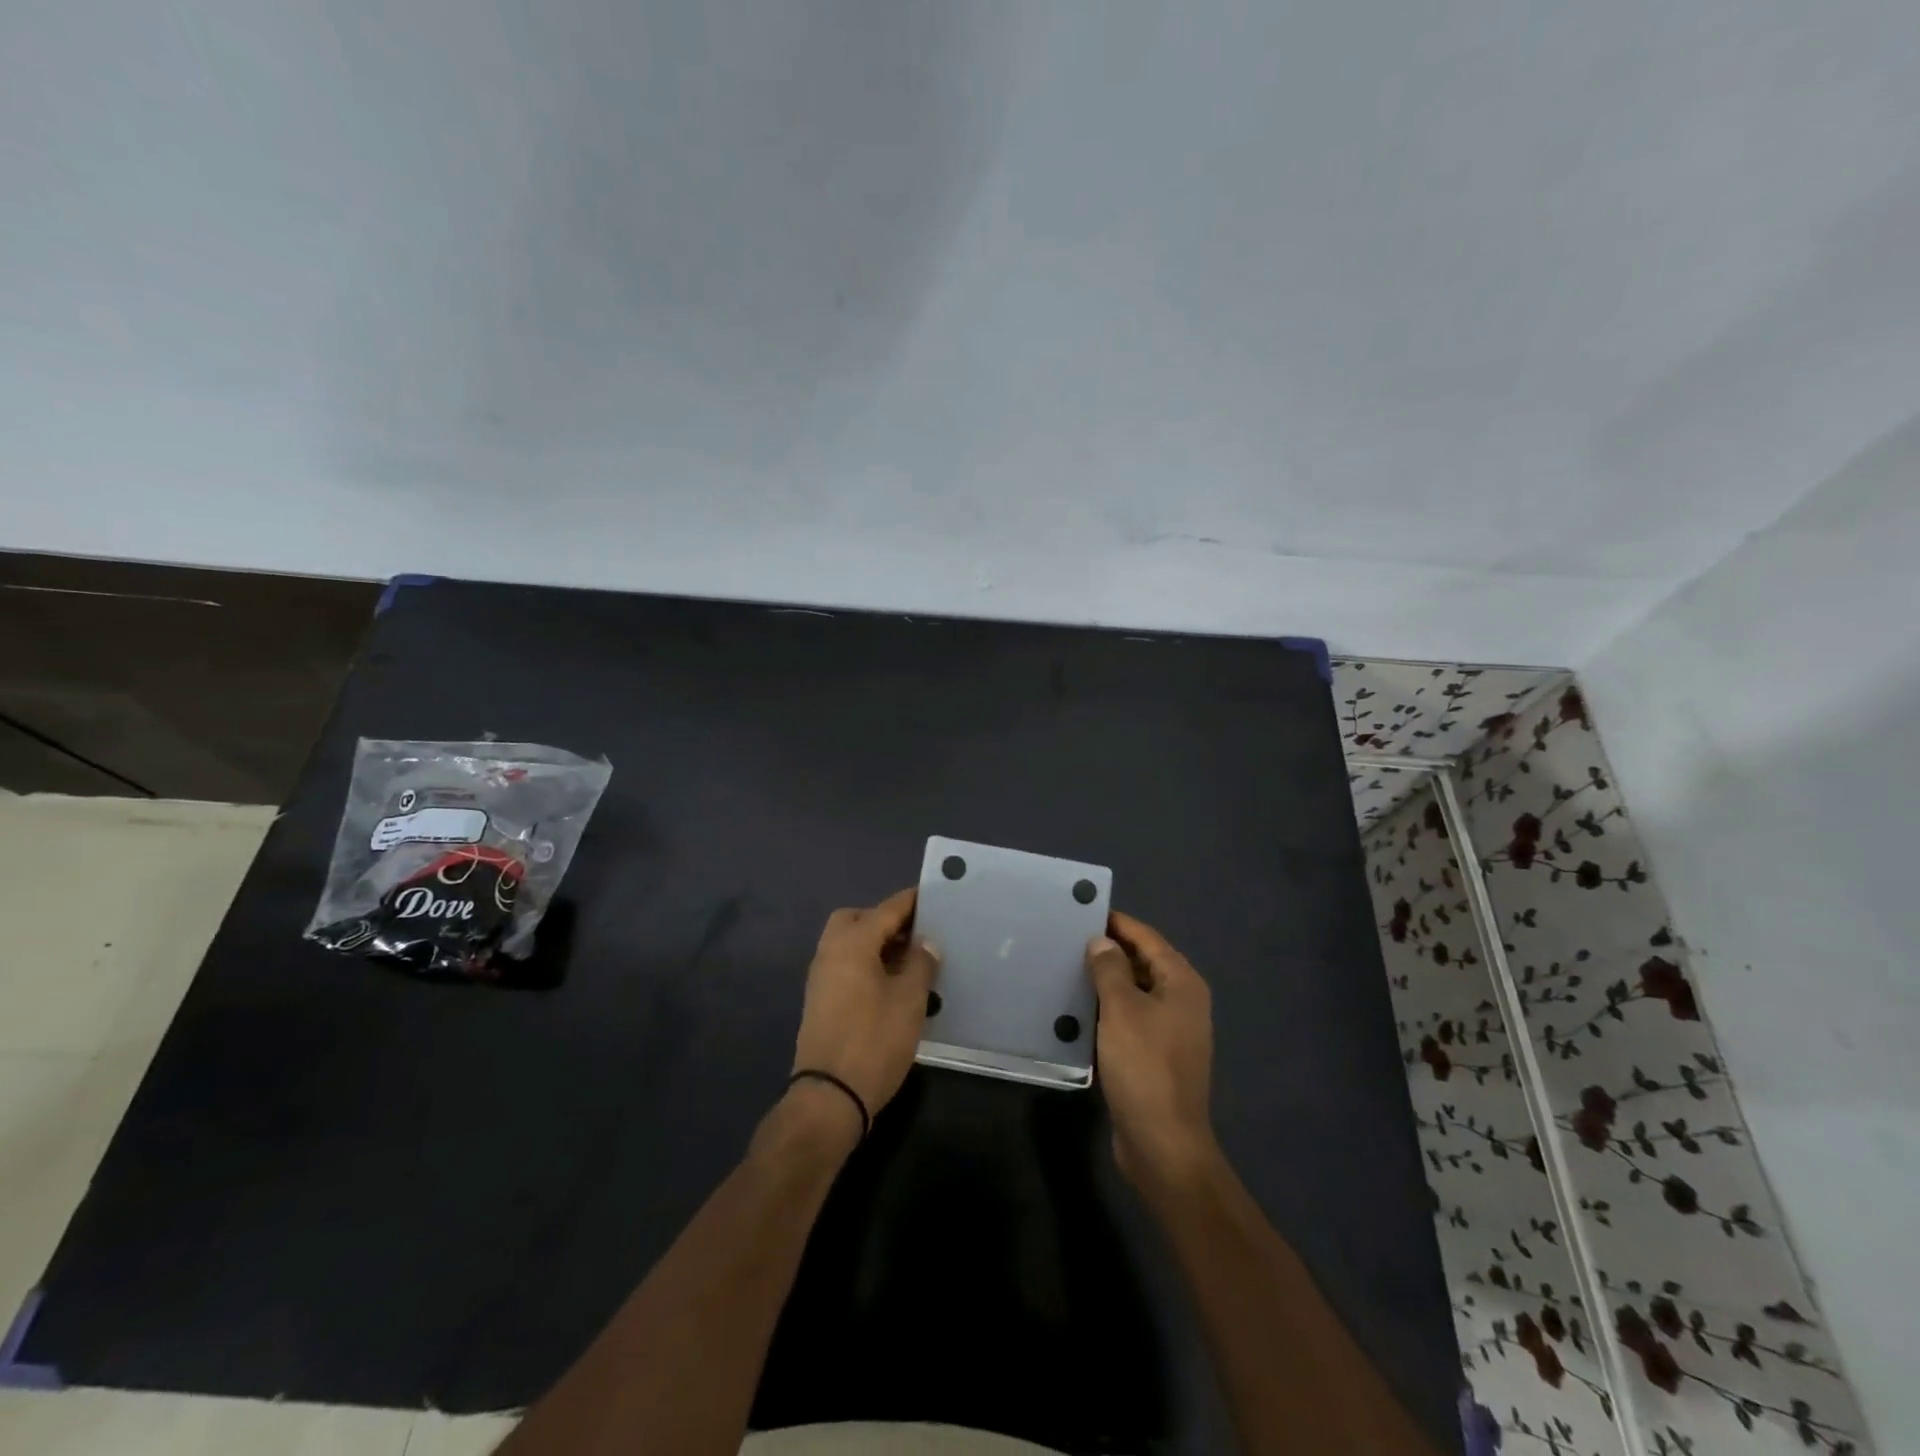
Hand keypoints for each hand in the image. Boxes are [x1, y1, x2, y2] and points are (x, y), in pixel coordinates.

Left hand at [791, 889, 939, 1130]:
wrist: (830, 1096)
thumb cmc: (874, 1040)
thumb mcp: (909, 1000)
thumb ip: (921, 964)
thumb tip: (926, 943)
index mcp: (852, 943)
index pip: (886, 909)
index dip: (911, 901)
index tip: (934, 895)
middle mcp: (830, 952)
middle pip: (857, 919)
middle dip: (885, 920)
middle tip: (917, 933)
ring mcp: (821, 977)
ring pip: (849, 943)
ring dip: (876, 943)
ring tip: (911, 960)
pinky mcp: (820, 1001)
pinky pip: (845, 965)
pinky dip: (867, 963)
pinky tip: (892, 984)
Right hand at [1086, 910, 1215, 1185]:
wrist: (1163, 1144)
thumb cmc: (1144, 1066)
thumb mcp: (1121, 1009)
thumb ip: (1110, 969)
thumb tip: (1101, 942)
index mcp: (1182, 983)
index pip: (1147, 938)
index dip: (1117, 923)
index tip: (1082, 912)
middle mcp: (1182, 1002)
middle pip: (1143, 963)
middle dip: (1108, 951)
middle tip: (1067, 940)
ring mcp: (1171, 1032)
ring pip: (1134, 993)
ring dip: (1105, 982)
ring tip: (1066, 969)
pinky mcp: (1156, 1057)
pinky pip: (1129, 1020)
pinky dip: (1107, 1011)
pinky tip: (1077, 1011)